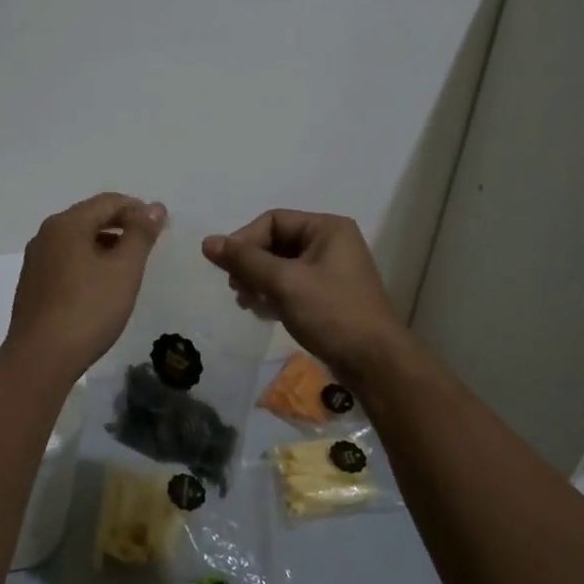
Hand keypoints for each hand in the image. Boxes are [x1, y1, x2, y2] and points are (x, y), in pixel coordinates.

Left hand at [4, 193, 165, 376]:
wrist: (40, 360)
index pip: (108, 202)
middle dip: (122, 225)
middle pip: (91, 217)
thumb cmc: (88, 309)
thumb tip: (155, 207)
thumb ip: (141, 234)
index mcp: (66, 224)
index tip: (162, 227)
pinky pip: (67, 260)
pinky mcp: (33, 285)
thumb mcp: (124, 269)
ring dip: (106, 244)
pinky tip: (103, 285)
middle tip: (150, 244)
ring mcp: (36, 261)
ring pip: (78, 240)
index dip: (138, 209)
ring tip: (130, 265)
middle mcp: (46, 235)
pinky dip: (89, 262)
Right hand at [201, 208, 403, 375]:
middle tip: (236, 290)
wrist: (375, 363)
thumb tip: (208, 242)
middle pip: (276, 241)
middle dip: (252, 264)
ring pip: (282, 265)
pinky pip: (292, 284)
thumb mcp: (284, 283)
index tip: (226, 269)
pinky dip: (274, 295)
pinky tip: (263, 313)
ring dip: (259, 281)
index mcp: (327, 228)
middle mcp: (331, 242)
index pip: (273, 220)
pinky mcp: (329, 295)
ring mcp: (331, 270)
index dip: (245, 241)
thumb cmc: (331, 314)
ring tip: (247, 303)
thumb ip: (245, 260)